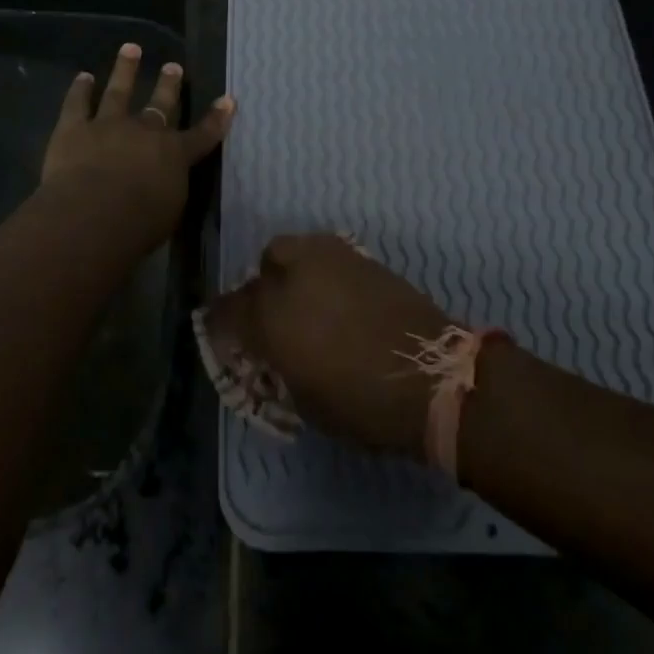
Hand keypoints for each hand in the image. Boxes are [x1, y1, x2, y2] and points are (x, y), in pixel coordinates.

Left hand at [41, 42, 233, 251]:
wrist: (91, 216)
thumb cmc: (137, 226)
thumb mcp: (169, 213)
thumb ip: (170, 190)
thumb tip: (167, 181)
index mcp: (174, 155)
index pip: (202, 134)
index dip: (217, 118)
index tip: (228, 99)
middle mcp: (145, 132)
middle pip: (160, 104)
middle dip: (168, 84)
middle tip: (173, 65)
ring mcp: (108, 125)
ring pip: (119, 91)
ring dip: (125, 69)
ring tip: (130, 48)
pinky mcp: (74, 129)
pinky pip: (77, 104)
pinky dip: (79, 89)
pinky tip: (83, 77)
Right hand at [219, 233, 455, 459]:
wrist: (433, 376)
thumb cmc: (362, 404)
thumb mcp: (304, 402)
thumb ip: (278, 366)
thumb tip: (274, 354)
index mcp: (269, 317)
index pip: (226, 311)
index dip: (221, 326)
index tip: (227, 339)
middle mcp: (291, 277)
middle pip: (260, 269)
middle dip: (260, 290)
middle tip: (275, 317)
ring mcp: (327, 259)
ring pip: (292, 249)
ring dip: (291, 272)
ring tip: (307, 299)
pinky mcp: (360, 256)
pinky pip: (326, 255)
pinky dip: (322, 271)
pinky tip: (338, 298)